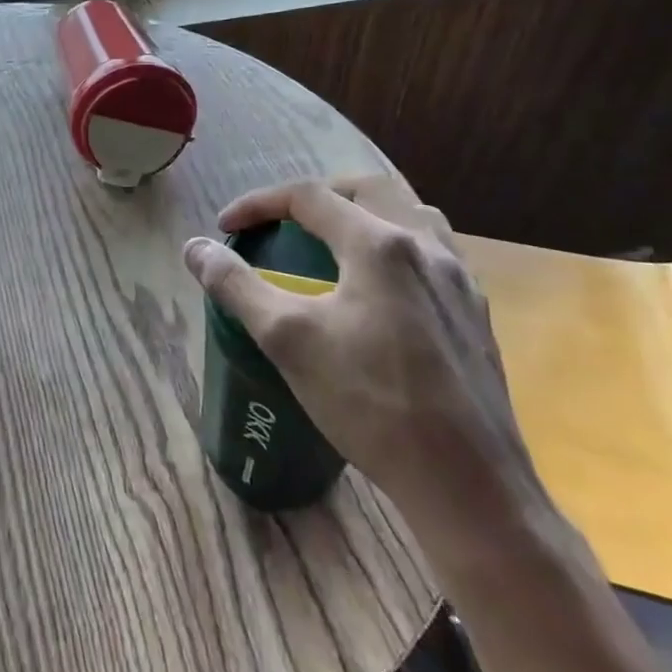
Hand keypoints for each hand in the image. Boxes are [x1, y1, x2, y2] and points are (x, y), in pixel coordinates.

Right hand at [183, 175, 550, 548]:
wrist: (467, 483)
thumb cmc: (370, 403)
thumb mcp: (287, 339)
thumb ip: (236, 285)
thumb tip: (195, 248)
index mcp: (379, 244)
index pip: (309, 197)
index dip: (259, 204)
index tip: (227, 227)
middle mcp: (426, 248)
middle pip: (367, 189)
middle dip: (317, 196)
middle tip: (282, 223)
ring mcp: (460, 281)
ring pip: (411, 215)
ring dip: (365, 214)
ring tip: (333, 244)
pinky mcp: (476, 315)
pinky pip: (434, 253)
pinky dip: (396, 247)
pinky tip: (381, 290)